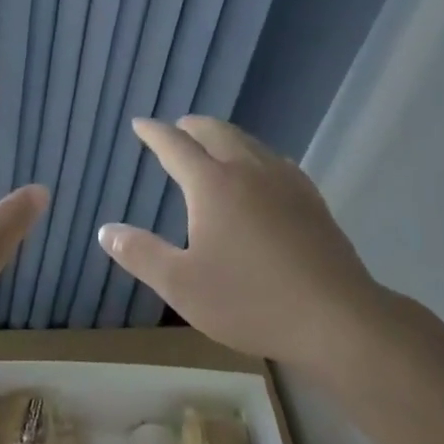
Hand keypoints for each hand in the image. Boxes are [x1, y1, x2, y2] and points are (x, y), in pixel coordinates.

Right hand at [98, 116, 390, 380]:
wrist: (338, 319)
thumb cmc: (251, 301)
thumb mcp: (182, 286)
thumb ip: (140, 254)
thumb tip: (105, 230)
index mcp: (211, 184)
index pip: (175, 145)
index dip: (154, 132)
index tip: (140, 124)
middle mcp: (247, 170)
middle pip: (214, 132)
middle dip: (190, 126)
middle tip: (176, 129)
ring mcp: (284, 181)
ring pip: (247, 141)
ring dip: (223, 136)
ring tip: (212, 145)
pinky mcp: (311, 199)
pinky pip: (274, 159)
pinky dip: (254, 154)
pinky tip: (261, 172)